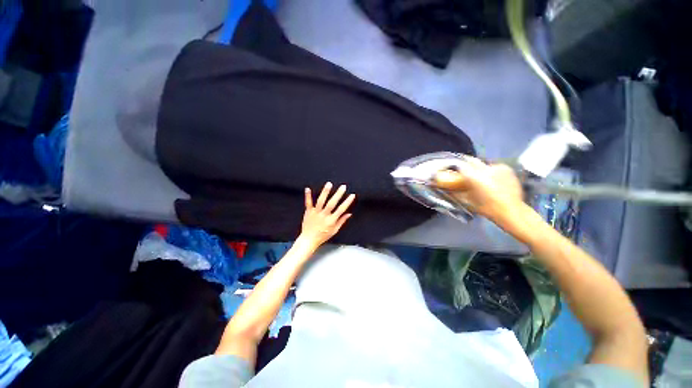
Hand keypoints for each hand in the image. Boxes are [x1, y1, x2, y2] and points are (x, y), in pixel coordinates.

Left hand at [299, 182, 355, 248]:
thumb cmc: (323, 236)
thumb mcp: (334, 230)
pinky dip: (308, 196)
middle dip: (338, 194)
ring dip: (325, 192)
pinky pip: (308, 203)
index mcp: (331, 220)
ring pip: (321, 201)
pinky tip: (308, 188)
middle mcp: (324, 215)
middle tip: (343, 186)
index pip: (341, 209)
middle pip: (332, 203)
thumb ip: (341, 221)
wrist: (308, 240)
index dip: (347, 202)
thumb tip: (349, 213)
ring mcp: (315, 213)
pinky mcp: (308, 212)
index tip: (352, 195)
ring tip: (329, 184)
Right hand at [434, 157, 524, 222]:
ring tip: (482, 178)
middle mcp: (484, 169)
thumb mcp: (467, 201)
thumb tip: (448, 189)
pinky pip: (495, 167)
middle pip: (472, 161)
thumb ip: (456, 193)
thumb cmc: (486, 208)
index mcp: (473, 177)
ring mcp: (497, 168)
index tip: (454, 171)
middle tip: (466, 171)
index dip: (456, 168)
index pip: (460, 166)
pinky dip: (492, 171)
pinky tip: (493, 179)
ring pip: (484, 164)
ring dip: (480, 169)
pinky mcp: (506, 169)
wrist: (511, 210)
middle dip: (467, 165)